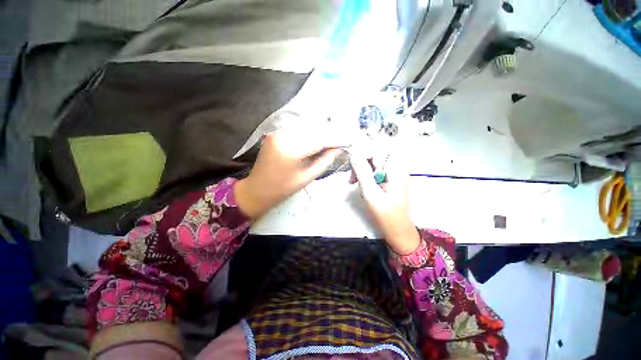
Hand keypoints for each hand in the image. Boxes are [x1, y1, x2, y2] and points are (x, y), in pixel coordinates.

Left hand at [234, 123, 345, 218]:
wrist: (257, 189)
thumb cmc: (283, 188)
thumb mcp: (307, 177)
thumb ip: (325, 161)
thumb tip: (338, 149)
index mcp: (291, 150)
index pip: (319, 140)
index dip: (335, 139)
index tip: (348, 140)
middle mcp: (283, 136)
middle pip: (313, 130)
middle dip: (329, 133)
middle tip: (341, 139)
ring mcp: (277, 133)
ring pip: (305, 127)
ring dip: (320, 132)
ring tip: (331, 139)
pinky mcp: (275, 133)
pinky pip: (297, 129)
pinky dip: (309, 132)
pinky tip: (316, 138)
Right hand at [349, 147, 419, 254]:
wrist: (397, 228)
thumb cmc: (386, 214)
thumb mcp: (371, 193)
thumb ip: (362, 173)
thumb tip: (354, 156)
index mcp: (396, 169)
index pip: (379, 149)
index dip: (363, 153)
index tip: (352, 164)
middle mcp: (396, 166)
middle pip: (375, 153)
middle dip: (361, 162)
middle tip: (352, 176)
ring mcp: (392, 171)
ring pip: (372, 160)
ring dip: (360, 168)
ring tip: (353, 181)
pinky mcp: (388, 177)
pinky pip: (373, 168)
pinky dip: (364, 173)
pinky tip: (359, 182)